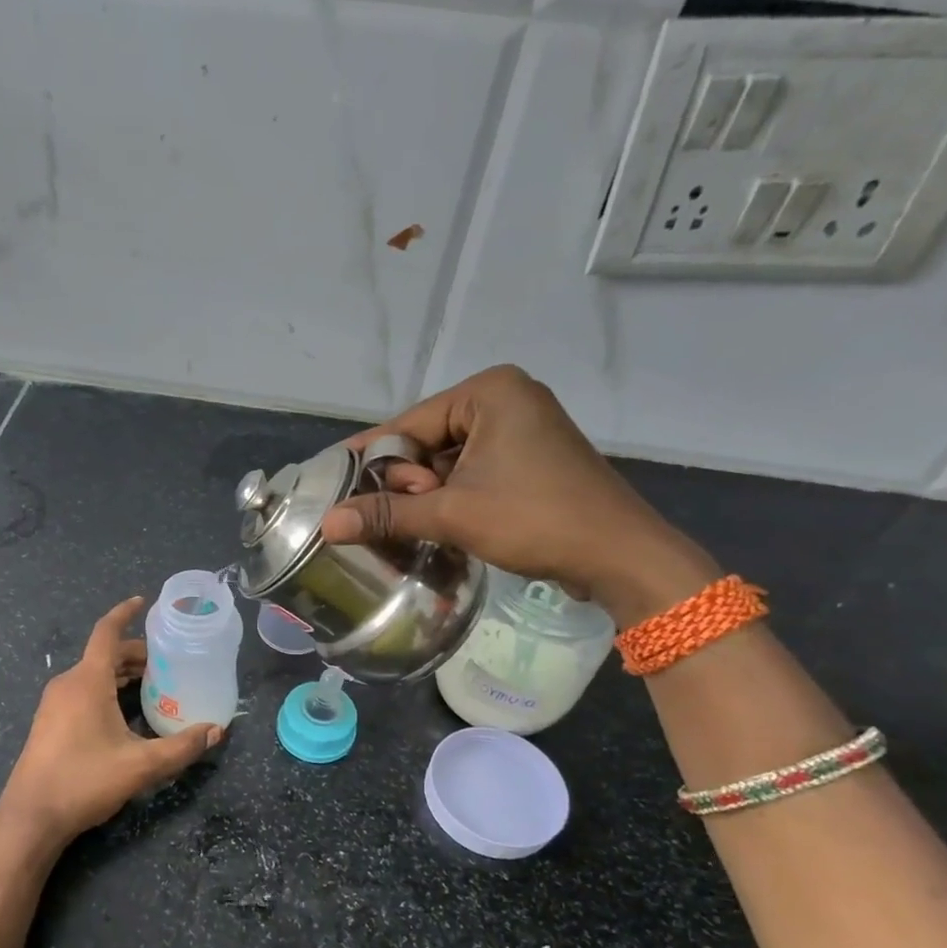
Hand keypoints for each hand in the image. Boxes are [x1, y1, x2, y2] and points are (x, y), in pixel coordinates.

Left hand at [0, 598, 221, 846]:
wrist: (31, 817)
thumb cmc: (85, 780)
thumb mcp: (142, 765)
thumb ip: (182, 747)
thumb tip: (216, 731)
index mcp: (87, 680)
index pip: (107, 632)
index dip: (125, 613)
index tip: (143, 602)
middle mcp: (67, 684)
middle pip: (104, 655)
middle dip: (135, 654)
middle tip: (167, 664)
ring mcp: (53, 704)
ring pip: (92, 675)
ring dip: (120, 674)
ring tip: (151, 686)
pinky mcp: (47, 723)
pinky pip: (81, 692)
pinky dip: (105, 690)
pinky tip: (123, 714)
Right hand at [318, 365, 720, 626]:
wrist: (619, 555)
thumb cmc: (535, 518)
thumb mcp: (452, 514)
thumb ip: (387, 514)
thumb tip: (327, 523)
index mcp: (488, 392)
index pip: (408, 423)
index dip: (370, 458)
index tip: (331, 482)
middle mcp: (506, 400)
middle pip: (428, 441)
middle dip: (404, 480)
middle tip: (386, 516)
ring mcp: (522, 430)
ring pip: (449, 461)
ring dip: (425, 494)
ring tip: (407, 525)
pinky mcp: (531, 460)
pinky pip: (473, 472)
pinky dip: (451, 497)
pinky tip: (434, 523)